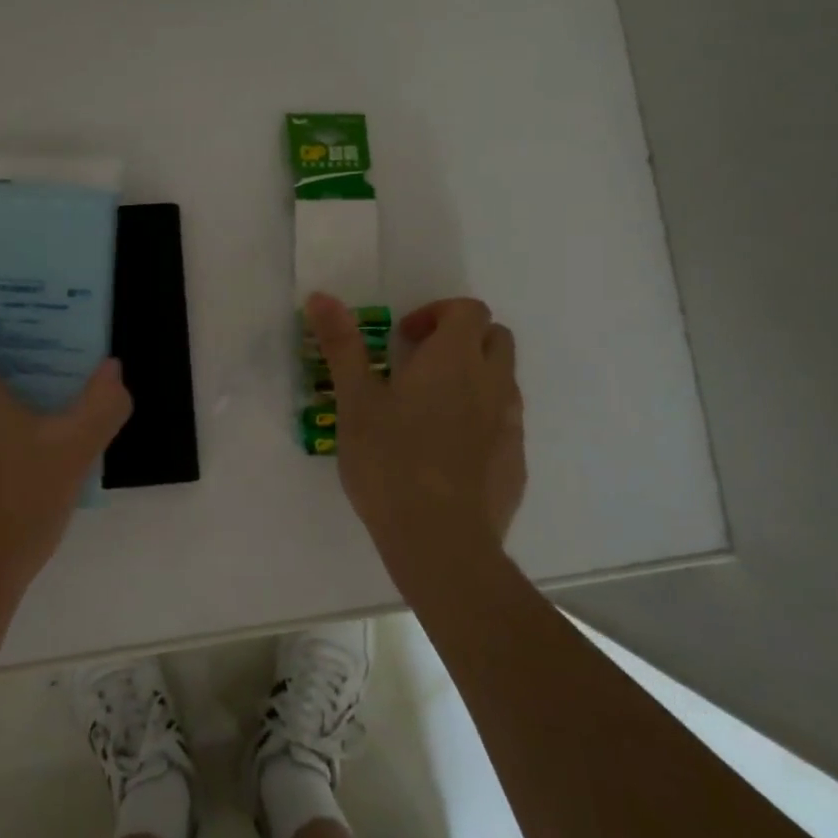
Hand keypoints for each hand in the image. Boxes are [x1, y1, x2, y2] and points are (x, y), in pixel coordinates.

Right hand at [305, 292, 525, 588]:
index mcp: (454, 359)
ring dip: (472, 379)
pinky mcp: (516, 462)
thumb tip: (321, 296)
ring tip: (428, 411)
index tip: (403, 339)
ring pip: (501, 381)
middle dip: (461, 339)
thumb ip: (342, 346)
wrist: (441, 541)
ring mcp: (510, 424)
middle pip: (494, 338)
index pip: (469, 309)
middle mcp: (492, 383)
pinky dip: (480, 419)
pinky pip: (504, 423)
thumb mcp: (355, 401)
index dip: (437, 313)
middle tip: (418, 366)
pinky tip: (446, 453)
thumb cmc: (390, 462)